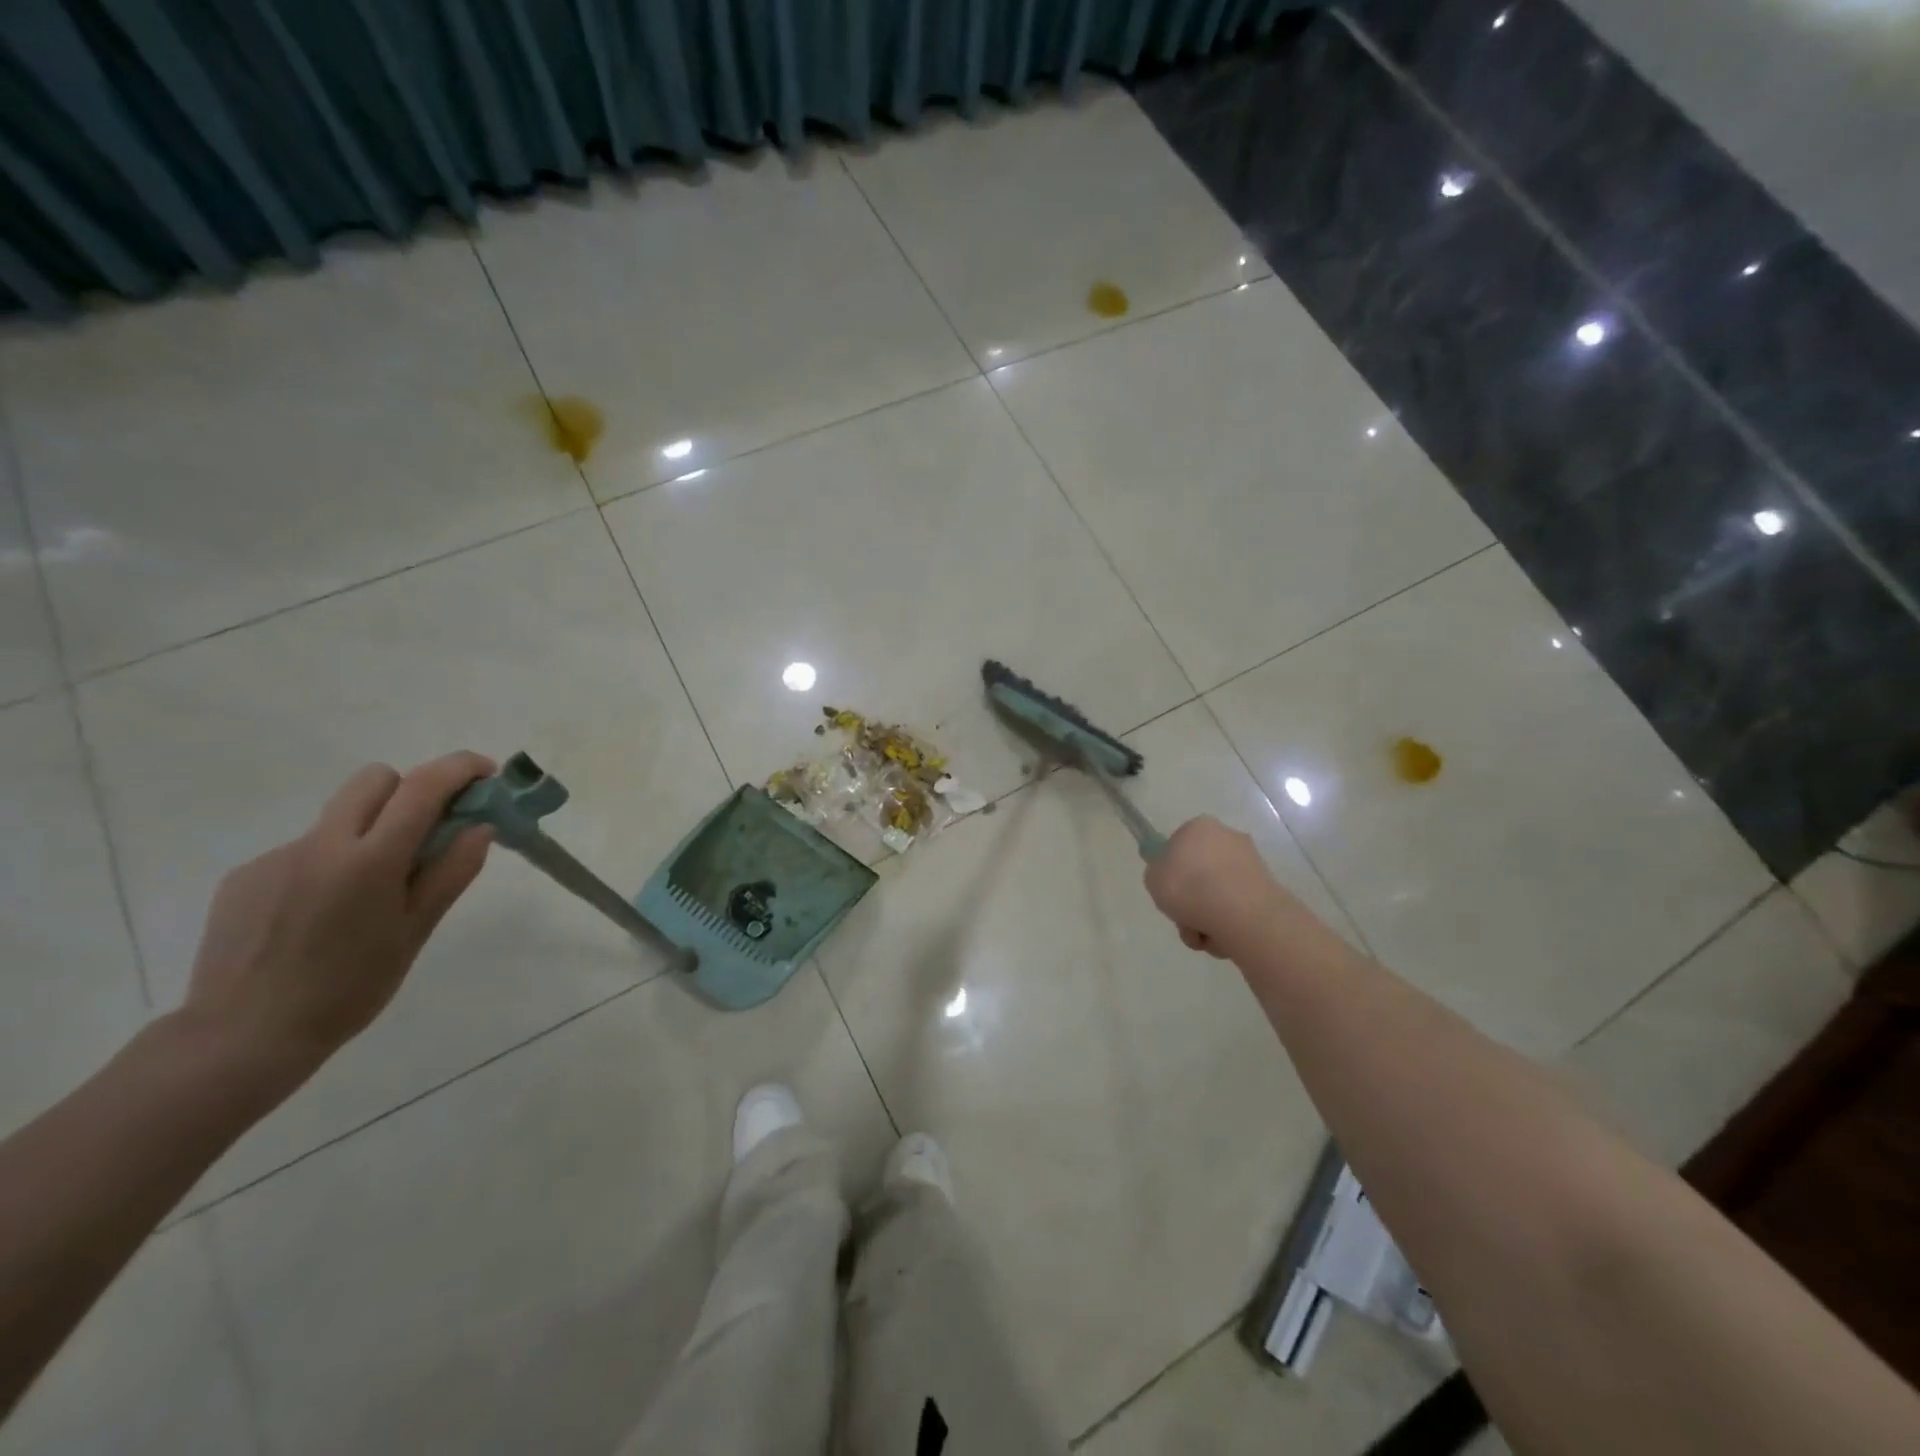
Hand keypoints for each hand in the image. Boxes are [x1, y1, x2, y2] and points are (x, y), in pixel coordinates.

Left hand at [181, 752, 495, 1077]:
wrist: (242, 1037)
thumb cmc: (349, 989)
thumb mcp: (415, 932)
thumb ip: (450, 873)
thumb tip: (480, 827)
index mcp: (370, 860)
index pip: (422, 787)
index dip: (460, 768)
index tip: (485, 774)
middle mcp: (321, 844)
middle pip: (374, 780)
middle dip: (410, 790)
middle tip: (429, 830)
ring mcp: (276, 857)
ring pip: (339, 818)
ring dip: (369, 832)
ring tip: (368, 894)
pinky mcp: (244, 876)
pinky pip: (304, 851)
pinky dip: (329, 865)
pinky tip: (321, 915)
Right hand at [1144, 816, 1286, 957]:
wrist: (1238, 912)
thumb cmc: (1188, 886)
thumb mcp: (1152, 878)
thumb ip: (1159, 874)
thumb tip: (1172, 877)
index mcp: (1199, 827)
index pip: (1179, 846)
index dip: (1171, 871)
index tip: (1168, 891)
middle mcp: (1228, 838)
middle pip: (1201, 872)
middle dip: (1192, 899)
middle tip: (1182, 918)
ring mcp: (1251, 863)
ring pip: (1219, 895)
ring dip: (1206, 917)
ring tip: (1200, 934)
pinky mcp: (1268, 889)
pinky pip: (1237, 909)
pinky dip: (1227, 925)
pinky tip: (1221, 938)